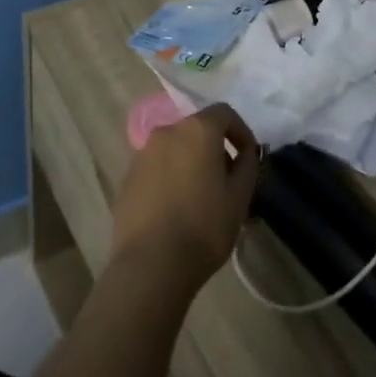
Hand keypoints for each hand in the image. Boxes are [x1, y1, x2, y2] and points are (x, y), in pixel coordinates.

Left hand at [111, 104, 260, 293]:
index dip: (240, 131)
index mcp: (197, 130)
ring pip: (175, 148)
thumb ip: (247, 165)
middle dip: (215, 148)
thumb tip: (245, 152)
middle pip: (197, 129)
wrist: (151, 263)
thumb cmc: (204, 226)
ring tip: (200, 197)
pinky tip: (175, 209)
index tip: (248, 156)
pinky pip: (156, 168)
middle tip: (227, 180)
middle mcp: (167, 132)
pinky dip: (170, 177)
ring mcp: (142, 153)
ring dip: (190, 162)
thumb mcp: (239, 197)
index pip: (224, 113)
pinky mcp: (127, 177)